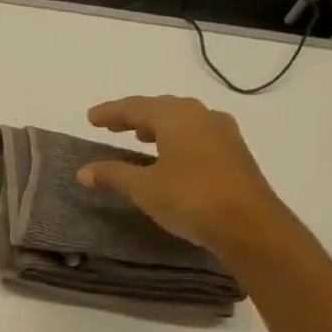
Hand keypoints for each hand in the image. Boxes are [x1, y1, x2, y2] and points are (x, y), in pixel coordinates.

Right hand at [77, 95, 286, 252]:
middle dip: (135, 116)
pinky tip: (170, 155)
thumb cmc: (190, 198)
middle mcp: (201, 116)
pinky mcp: (233, 153)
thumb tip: (83, 171)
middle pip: (162, 108)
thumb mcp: (144, 188)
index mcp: (177, 117)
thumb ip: (113, 175)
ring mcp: (222, 133)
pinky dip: (175, 138)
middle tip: (112, 125)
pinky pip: (197, 135)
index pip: (136, 107)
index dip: (111, 112)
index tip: (90, 117)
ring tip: (139, 136)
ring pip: (183, 121)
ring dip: (157, 126)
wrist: (248, 224)